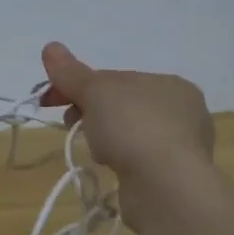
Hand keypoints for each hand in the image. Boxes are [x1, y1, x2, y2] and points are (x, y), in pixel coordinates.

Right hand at [38, 42, 213, 194]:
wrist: (165, 187)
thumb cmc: (133, 127)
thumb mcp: (96, 91)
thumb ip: (71, 72)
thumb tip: (50, 47)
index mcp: (170, 84)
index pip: (115, 79)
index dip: (78, 86)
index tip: (50, 100)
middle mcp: (183, 112)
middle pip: (121, 106)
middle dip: (90, 112)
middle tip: (69, 124)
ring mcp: (182, 146)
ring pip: (129, 134)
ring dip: (104, 138)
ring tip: (93, 150)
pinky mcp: (174, 176)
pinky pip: (137, 160)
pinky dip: (120, 160)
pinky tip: (111, 167)